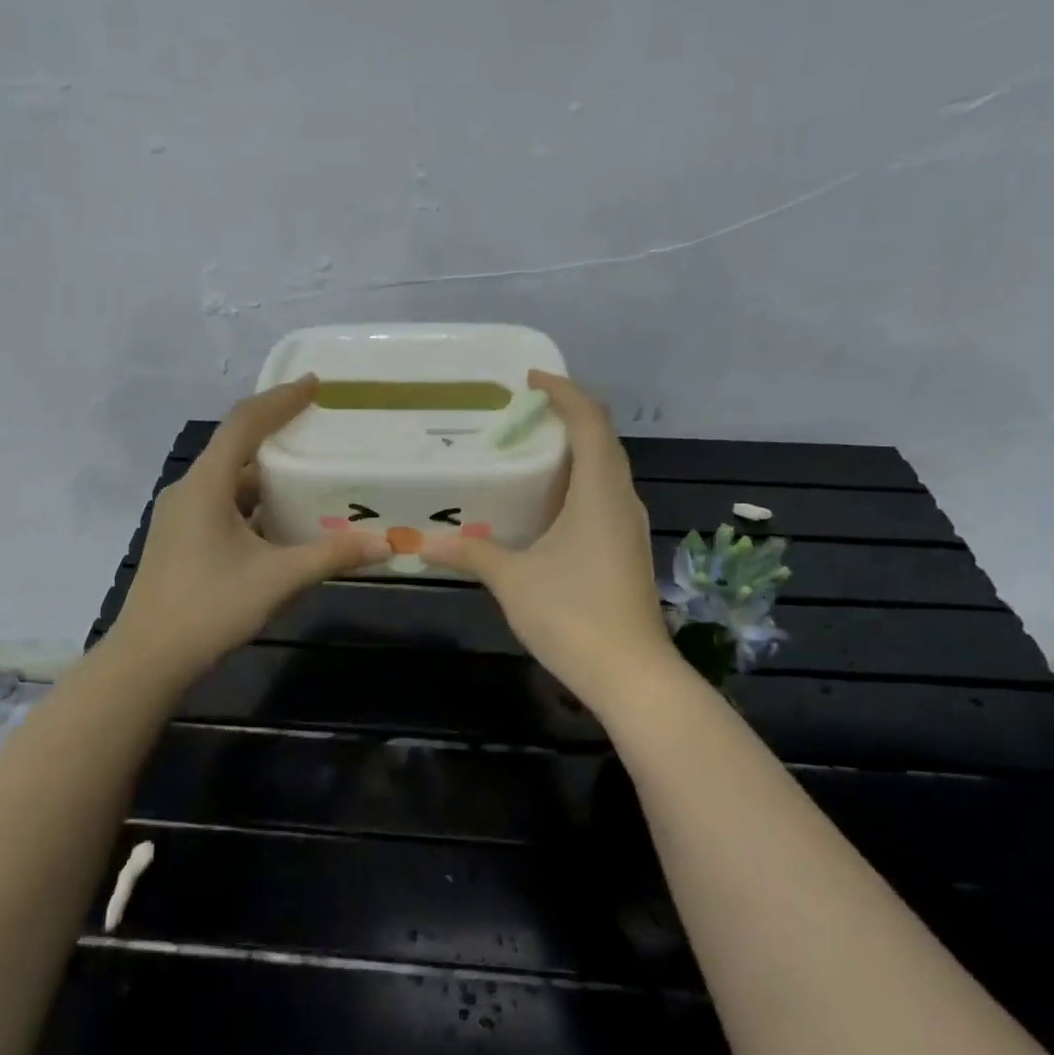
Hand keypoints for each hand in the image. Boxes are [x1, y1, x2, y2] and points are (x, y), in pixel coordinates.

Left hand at [108, 376, 389, 680]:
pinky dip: (252, 502)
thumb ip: (332, 557)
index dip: (280, 399)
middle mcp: (189, 490)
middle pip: (235, 446)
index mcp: (206, 485)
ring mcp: (179, 516)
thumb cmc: (210, 608)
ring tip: (307, 471)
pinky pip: (220, 504)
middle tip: (318, 424)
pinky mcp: (179, 539)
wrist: (148, 659)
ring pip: (228, 480)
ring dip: (265, 473)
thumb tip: (386, 544)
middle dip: (276, 432)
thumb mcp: (278, 579)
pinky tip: (280, 519)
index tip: (314, 384)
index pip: (244, 424)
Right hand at [421, 372, 678, 709]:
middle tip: (520, 414)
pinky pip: (603, 498)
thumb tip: (422, 543)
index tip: (529, 380)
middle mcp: (621, 499)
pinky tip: (545, 505)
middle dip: (566, 417)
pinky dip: (578, 484)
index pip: (590, 420)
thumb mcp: (512, 580)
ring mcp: (629, 527)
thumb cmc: (573, 615)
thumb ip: (469, 553)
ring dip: (574, 451)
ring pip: (606, 470)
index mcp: (599, 491)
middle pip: (602, 439)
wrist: (631, 675)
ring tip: (529, 450)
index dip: (564, 391)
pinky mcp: (627, 551)